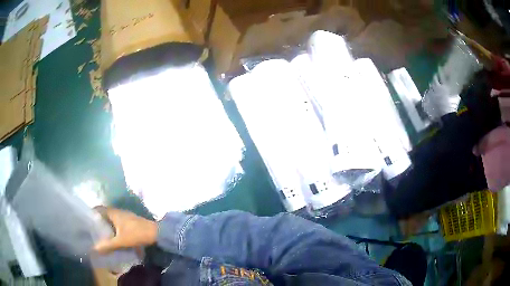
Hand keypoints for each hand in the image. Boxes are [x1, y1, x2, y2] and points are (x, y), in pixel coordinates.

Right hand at [93, 207, 157, 253]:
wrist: (155, 233)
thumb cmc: (136, 234)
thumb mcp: (120, 241)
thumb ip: (107, 245)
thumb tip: (94, 249)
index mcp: (113, 212)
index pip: (99, 209)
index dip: (91, 213)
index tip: (85, 220)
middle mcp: (118, 211)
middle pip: (104, 214)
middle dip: (98, 220)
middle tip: (91, 229)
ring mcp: (125, 215)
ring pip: (111, 218)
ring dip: (106, 224)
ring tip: (99, 233)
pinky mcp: (129, 221)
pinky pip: (117, 222)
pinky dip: (112, 227)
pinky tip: (112, 235)